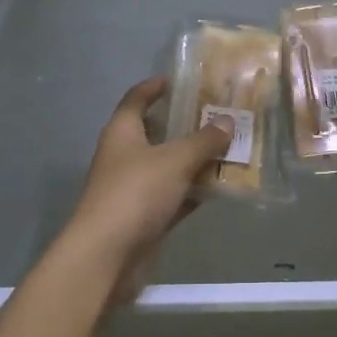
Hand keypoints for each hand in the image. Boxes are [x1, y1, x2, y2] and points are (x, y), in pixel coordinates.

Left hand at [60, 77, 230, 298]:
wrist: (106, 256)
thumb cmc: (135, 194)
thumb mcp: (175, 160)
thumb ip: (203, 140)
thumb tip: (227, 121)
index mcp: (122, 132)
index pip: (137, 98)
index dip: (155, 87)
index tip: (181, 80)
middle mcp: (125, 156)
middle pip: (156, 132)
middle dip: (186, 124)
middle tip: (219, 115)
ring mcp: (134, 188)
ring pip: (169, 166)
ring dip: (195, 160)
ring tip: (230, 147)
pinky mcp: (145, 217)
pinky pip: (174, 196)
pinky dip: (194, 191)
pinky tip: (221, 186)